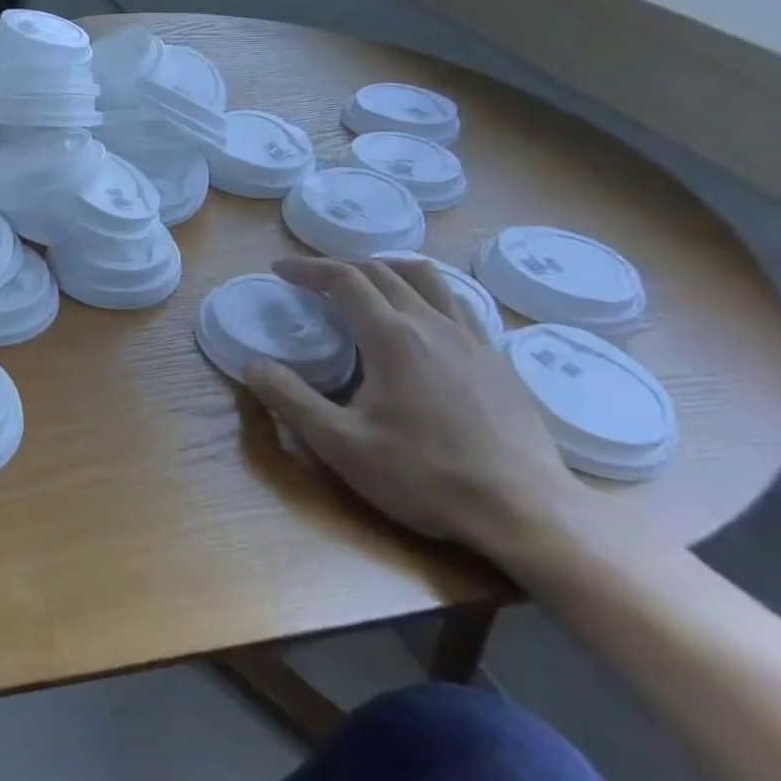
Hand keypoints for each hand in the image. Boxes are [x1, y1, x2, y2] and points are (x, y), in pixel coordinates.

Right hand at [242, 257, 585, 558]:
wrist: (528, 514)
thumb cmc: (425, 476)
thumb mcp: (340, 444)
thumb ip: (290, 399)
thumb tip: (251, 364)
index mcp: (393, 337)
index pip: (345, 280)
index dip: (308, 268)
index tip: (280, 270)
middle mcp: (434, 326)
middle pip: (385, 272)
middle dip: (342, 266)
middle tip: (312, 278)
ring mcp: (475, 342)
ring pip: (430, 281)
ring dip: (390, 271)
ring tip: (368, 284)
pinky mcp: (499, 364)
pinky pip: (460, 307)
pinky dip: (429, 296)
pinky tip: (423, 323)